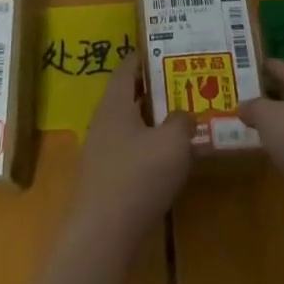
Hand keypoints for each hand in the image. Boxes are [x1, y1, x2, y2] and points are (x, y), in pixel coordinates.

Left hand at [67, 54, 192, 246]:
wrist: (104, 233)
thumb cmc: (139, 176)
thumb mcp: (173, 143)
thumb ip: (182, 121)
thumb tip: (184, 114)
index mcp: (115, 104)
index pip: (127, 68)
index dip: (145, 57)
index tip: (167, 50)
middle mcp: (103, 122)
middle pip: (127, 96)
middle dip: (154, 90)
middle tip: (183, 84)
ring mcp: (100, 152)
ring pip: (129, 125)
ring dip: (152, 121)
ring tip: (181, 120)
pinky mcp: (104, 179)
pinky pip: (128, 151)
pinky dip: (148, 147)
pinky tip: (168, 159)